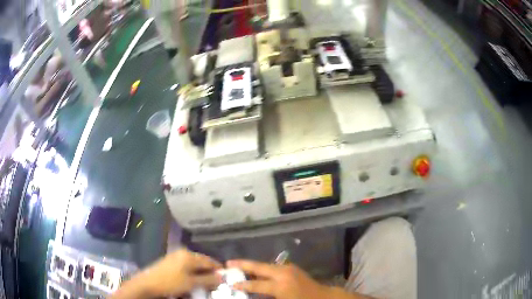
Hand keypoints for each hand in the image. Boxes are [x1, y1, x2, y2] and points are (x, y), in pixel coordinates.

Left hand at [113, 249, 221, 297]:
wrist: (148, 284)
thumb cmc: (171, 282)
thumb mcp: (192, 283)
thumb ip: (208, 279)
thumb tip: (222, 277)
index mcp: (189, 255)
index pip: (210, 261)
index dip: (219, 269)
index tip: (226, 278)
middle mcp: (183, 253)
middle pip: (202, 262)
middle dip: (209, 273)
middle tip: (216, 283)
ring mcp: (175, 257)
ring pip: (194, 265)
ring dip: (201, 275)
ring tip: (205, 284)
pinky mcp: (170, 262)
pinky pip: (186, 267)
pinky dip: (192, 274)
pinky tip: (192, 282)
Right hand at [227, 260, 331, 298]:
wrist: (323, 298)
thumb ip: (264, 296)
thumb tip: (252, 292)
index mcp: (281, 285)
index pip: (256, 285)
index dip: (242, 285)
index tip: (229, 283)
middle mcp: (283, 273)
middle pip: (259, 267)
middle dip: (243, 265)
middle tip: (228, 263)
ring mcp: (288, 269)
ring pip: (265, 266)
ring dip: (252, 266)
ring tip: (238, 266)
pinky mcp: (292, 268)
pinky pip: (273, 268)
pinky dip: (262, 269)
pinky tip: (256, 272)